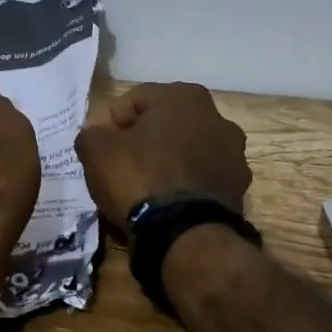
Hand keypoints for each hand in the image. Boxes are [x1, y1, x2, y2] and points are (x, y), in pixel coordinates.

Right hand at [75, 82, 251, 230]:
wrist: (184, 235)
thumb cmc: (139, 178)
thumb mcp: (97, 151)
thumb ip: (92, 133)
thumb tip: (97, 132)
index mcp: (183, 96)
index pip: (134, 100)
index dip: (112, 124)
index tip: (104, 149)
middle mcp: (217, 116)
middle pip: (165, 124)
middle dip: (144, 141)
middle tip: (122, 166)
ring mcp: (234, 154)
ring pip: (187, 151)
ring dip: (168, 162)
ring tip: (146, 189)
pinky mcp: (239, 188)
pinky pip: (201, 178)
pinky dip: (186, 185)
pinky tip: (168, 204)